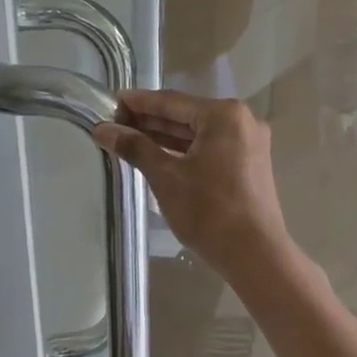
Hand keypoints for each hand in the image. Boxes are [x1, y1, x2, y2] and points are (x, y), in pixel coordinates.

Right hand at [92, 89, 289, 279]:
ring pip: (199, 134)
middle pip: (186, 115)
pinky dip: (185, 151)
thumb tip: (102, 130)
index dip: (138, 103)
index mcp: (224, 115)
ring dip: (166, 137)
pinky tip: (159, 156)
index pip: (171, 102)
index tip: (111, 102)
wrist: (254, 254)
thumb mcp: (166, 177)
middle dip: (150, 121)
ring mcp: (249, 143)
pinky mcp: (249, 164)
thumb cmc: (208, 211)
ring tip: (130, 139)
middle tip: (114, 124)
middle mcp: (242, 121)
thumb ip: (135, 147)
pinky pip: (211, 148)